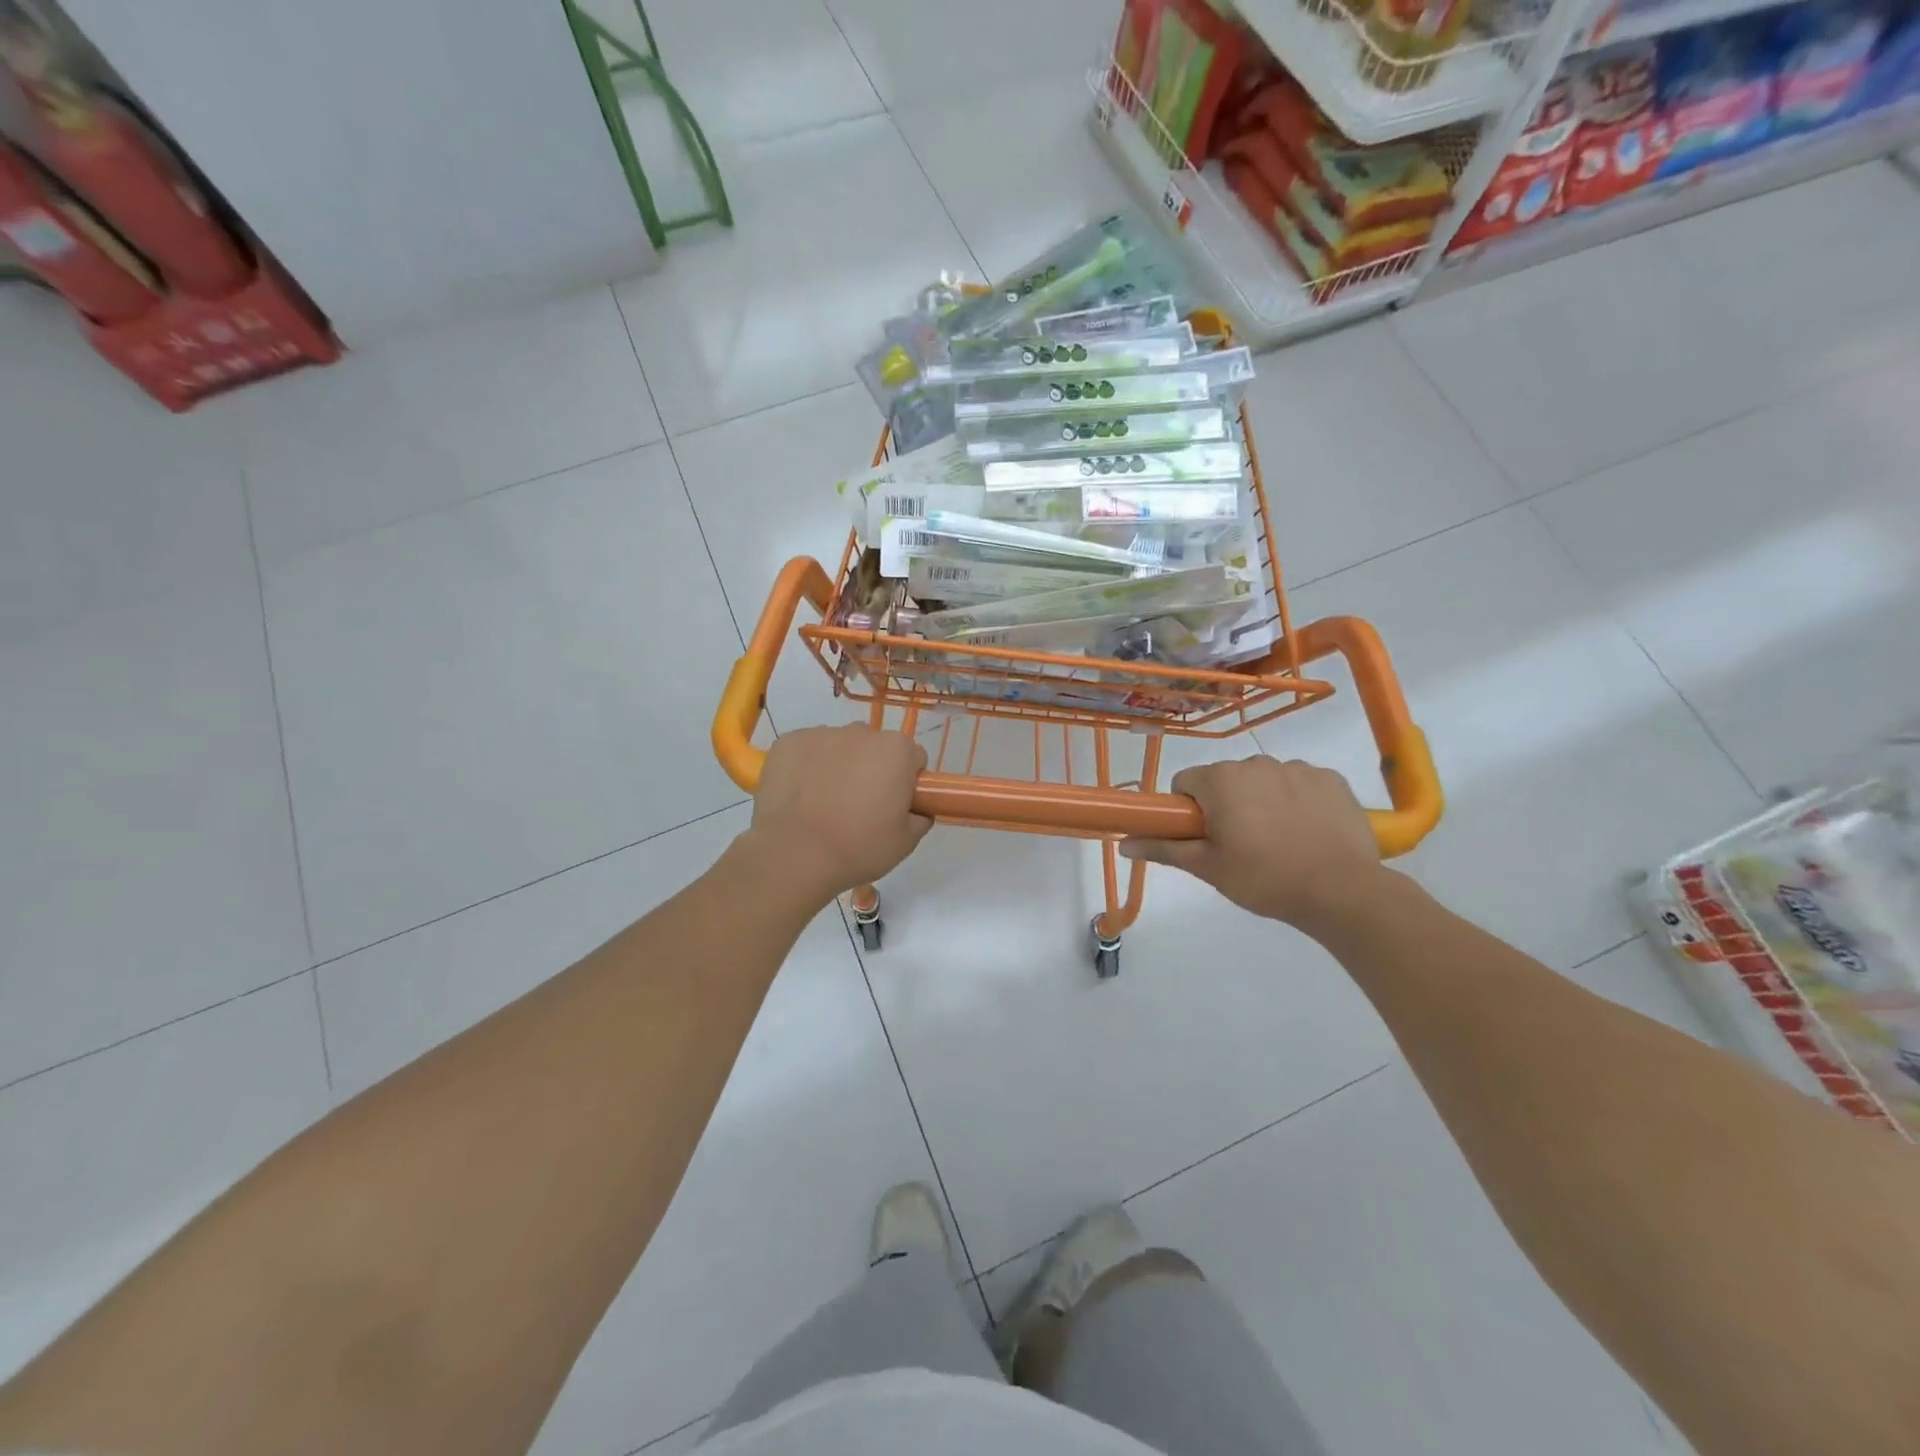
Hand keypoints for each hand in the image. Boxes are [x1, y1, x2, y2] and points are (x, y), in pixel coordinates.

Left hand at [743, 726, 932, 903]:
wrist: (794, 856)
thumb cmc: (858, 848)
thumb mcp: (905, 842)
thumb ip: (920, 818)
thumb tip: (916, 810)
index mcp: (896, 750)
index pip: (913, 757)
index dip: (907, 781)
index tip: (895, 804)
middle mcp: (860, 732)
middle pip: (875, 747)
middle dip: (872, 768)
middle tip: (861, 806)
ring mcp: (820, 734)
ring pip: (839, 746)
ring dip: (839, 765)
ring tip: (825, 803)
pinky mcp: (788, 742)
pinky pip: (806, 751)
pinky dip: (807, 767)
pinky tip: (800, 796)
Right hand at [1120, 756, 1387, 935]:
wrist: (1342, 891)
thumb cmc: (1263, 878)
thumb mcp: (1207, 867)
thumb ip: (1163, 848)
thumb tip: (1122, 842)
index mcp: (1220, 779)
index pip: (1185, 782)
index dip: (1188, 810)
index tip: (1203, 838)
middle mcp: (1256, 763)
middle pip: (1225, 780)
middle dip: (1226, 806)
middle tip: (1239, 847)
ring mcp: (1298, 768)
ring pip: (1264, 781)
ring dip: (1262, 802)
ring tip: (1279, 844)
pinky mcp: (1331, 779)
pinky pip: (1301, 785)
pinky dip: (1298, 803)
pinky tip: (1308, 834)